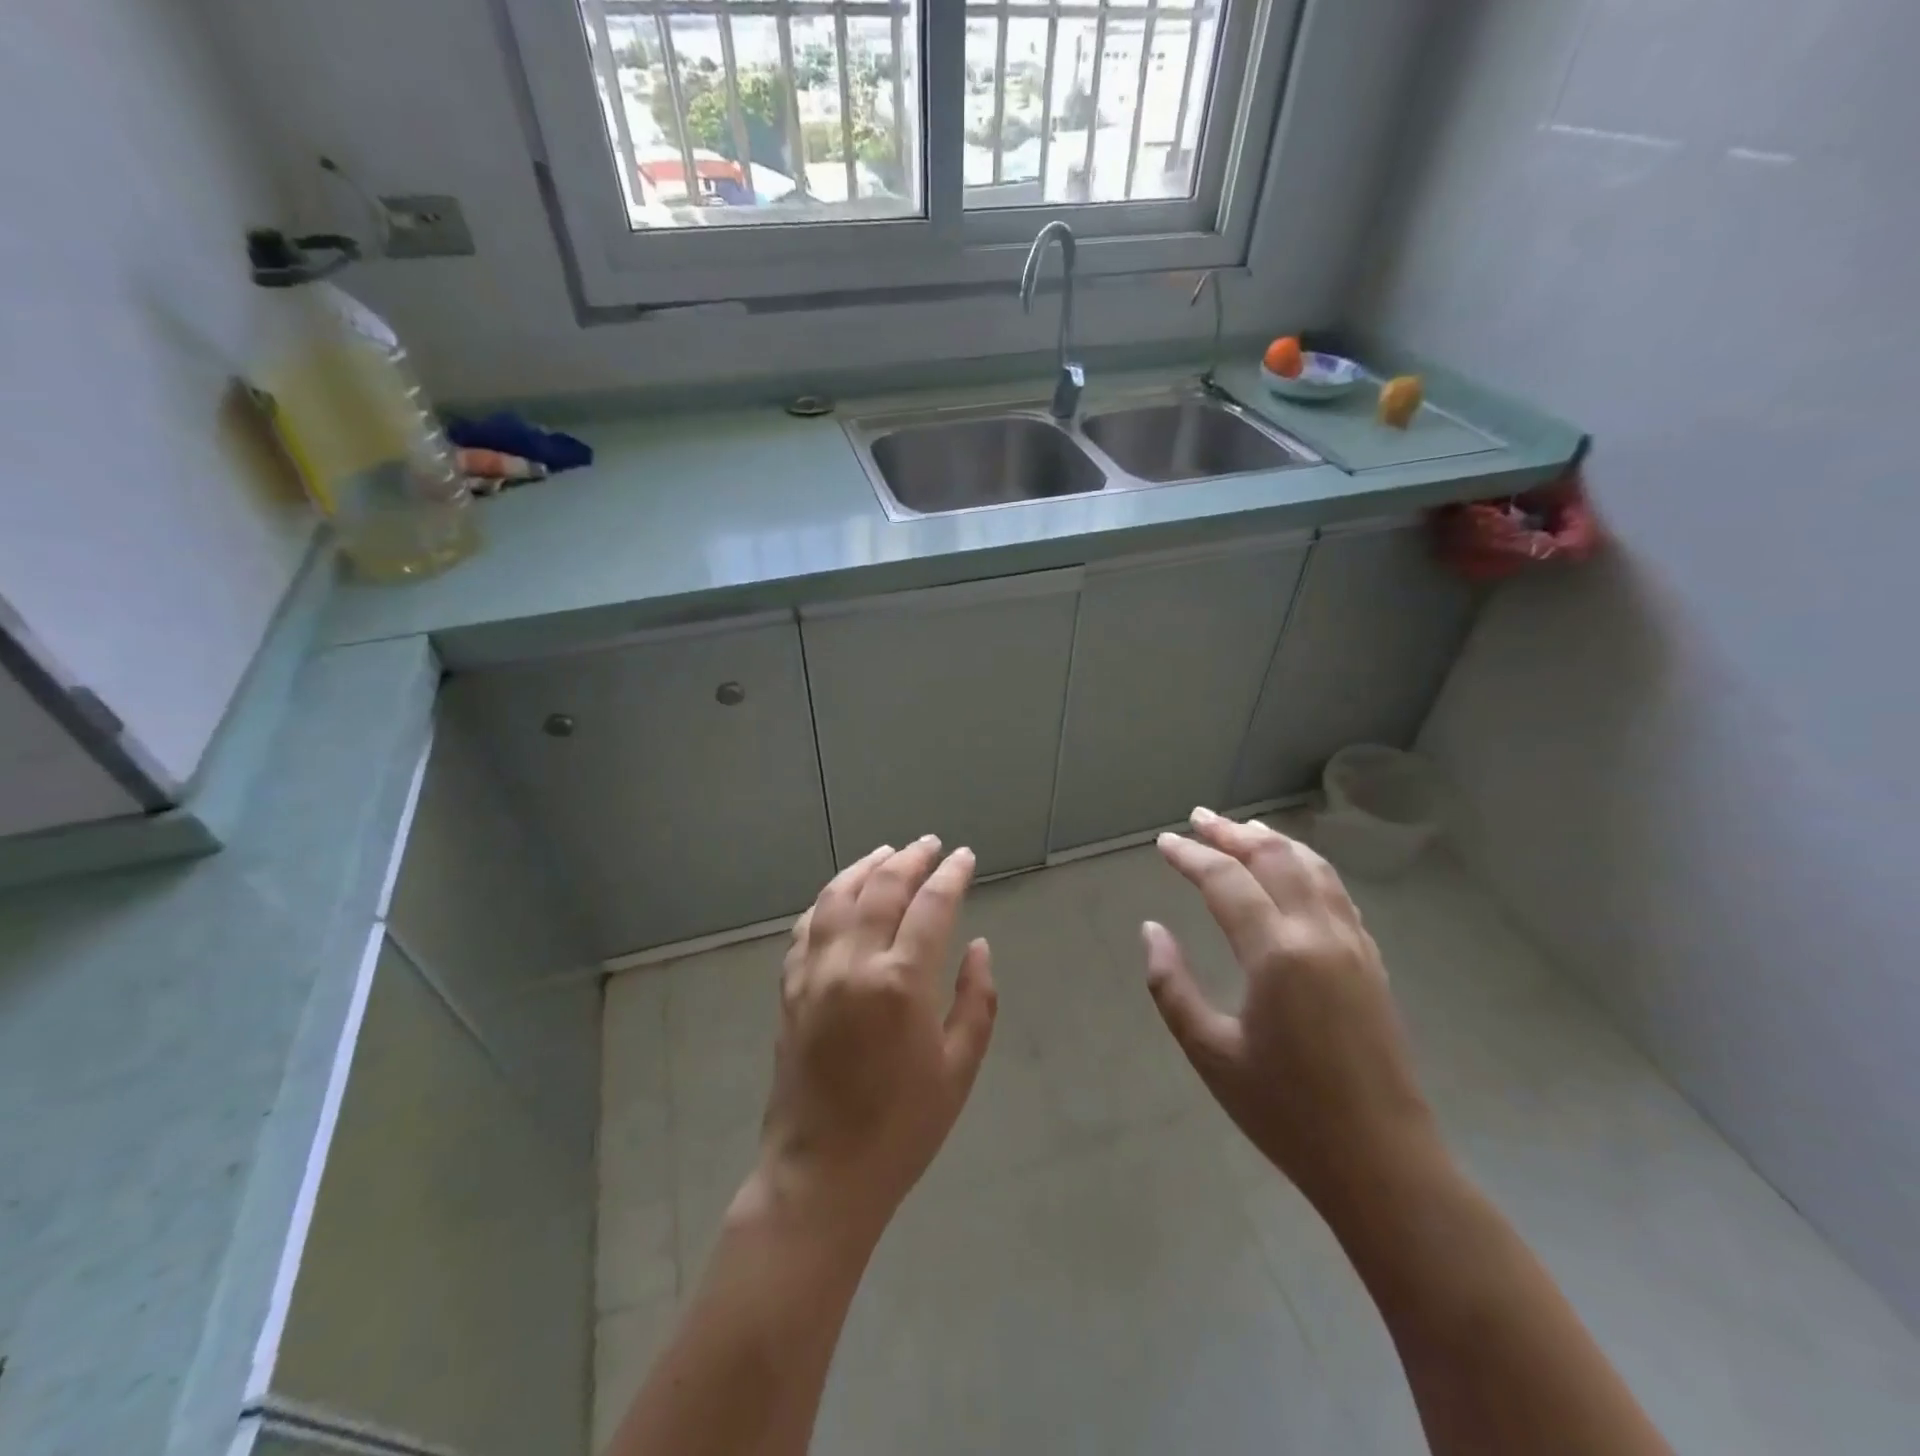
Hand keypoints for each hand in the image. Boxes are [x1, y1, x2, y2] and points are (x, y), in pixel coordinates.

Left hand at [749, 837, 997, 1242]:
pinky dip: (826, 901)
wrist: (821, 1175)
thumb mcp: (958, 1068)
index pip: (931, 906)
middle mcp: (853, 963)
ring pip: (836, 897)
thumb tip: (978, 946)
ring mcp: (814, 973)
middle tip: (930, 845)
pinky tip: (839, 896)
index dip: (951, 875)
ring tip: (887, 853)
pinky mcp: (789, 989)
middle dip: (910, 859)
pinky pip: (806, 928)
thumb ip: (976, 1000)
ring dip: (864, 867)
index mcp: (900, 982)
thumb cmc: (902, 1128)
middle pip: (881, 888)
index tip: (964, 857)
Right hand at [1142, 809, 1442, 1213]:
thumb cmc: (1285, 1112)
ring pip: (1313, 868)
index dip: (1190, 856)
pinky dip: (1307, 866)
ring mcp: (1353, 944)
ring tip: (1243, 828)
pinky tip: (1293, 870)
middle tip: (1198, 818)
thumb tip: (1151, 930)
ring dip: (1273, 841)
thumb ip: (1171, 985)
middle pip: (1274, 858)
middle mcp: (1319, 934)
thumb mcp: (1209, 1052)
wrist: (1382, 1162)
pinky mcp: (1371, 961)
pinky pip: (1336, 892)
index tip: (1163, 842)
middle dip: (1232, 833)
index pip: (1226, 880)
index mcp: (1277, 953)